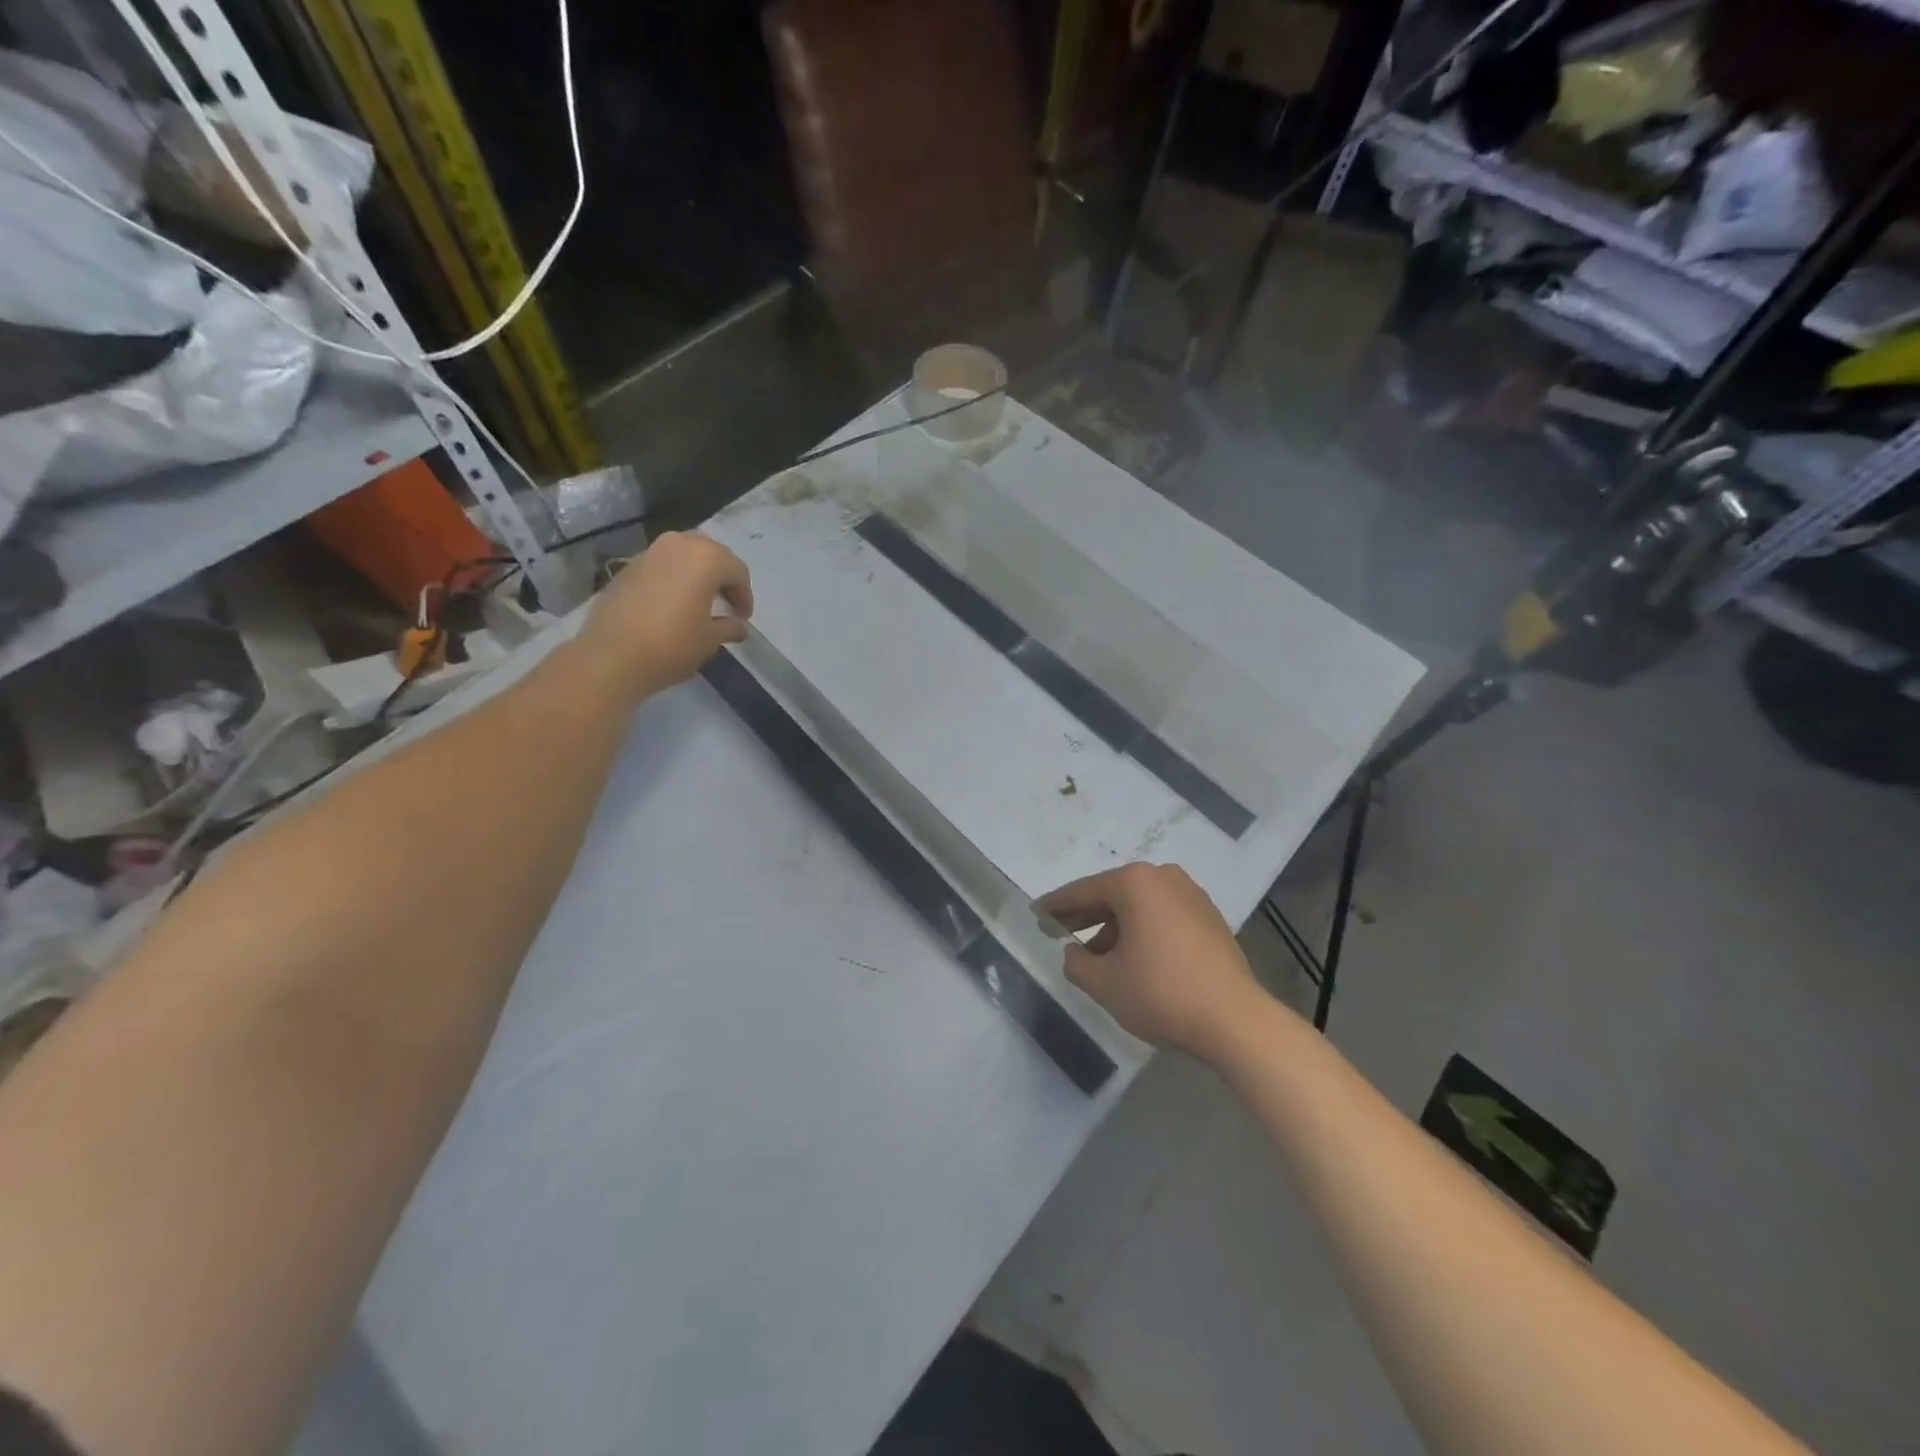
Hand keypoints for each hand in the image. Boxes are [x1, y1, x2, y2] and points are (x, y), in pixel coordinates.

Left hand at [581, 531, 753, 697]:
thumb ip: (729, 627)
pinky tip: (672, 602)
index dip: (744, 595)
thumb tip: (738, 626)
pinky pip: (662, 564)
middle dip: (723, 576)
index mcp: (707, 559)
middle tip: (726, 603)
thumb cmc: (672, 645)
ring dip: (697, 573)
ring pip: (684, 554)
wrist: (612, 655)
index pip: (738, 571)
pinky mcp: (628, 565)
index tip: (743, 618)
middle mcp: (679, 544)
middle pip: (711, 554)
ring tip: (699, 600)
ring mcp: (650, 552)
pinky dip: (674, 577)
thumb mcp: (710, 640)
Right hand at [1038, 862, 1263, 1060]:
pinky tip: (1133, 958)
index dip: (1056, 906)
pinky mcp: (1210, 918)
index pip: (1083, 891)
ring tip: (1097, 956)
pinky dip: (1142, 931)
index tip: (1036, 914)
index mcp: (1135, 882)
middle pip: (1113, 894)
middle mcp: (1163, 877)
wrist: (1234, 1019)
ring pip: (1140, 906)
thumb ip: (1076, 963)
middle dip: (1086, 915)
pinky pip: (1163, 916)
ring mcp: (1191, 895)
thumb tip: (1073, 952)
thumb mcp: (1104, 983)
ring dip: (1115, 927)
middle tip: (1060, 931)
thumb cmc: (1161, 992)